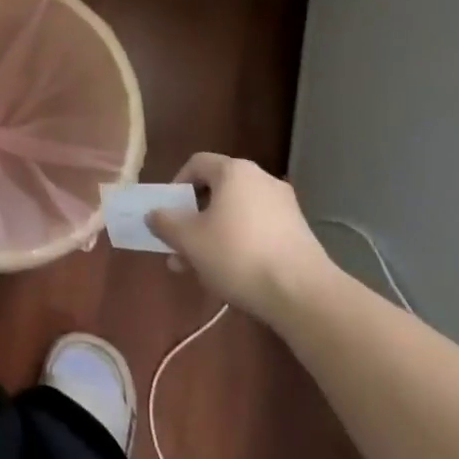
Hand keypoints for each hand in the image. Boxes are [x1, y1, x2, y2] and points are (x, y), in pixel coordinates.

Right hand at [147, 154, 331, 319]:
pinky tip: (231, 274)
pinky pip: (258, 229)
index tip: (169, 211)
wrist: (304, 295)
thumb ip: (165, 223)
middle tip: (180, 244)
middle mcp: (261, 180)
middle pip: (217, 190)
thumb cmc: (238, 255)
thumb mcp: (189, 240)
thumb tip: (154, 214)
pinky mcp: (299, 233)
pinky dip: (240, 243)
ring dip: (214, 234)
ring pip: (236, 213)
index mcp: (234, 172)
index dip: (177, 183)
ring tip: (199, 267)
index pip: (197, 163)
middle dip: (194, 218)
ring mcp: (285, 207)